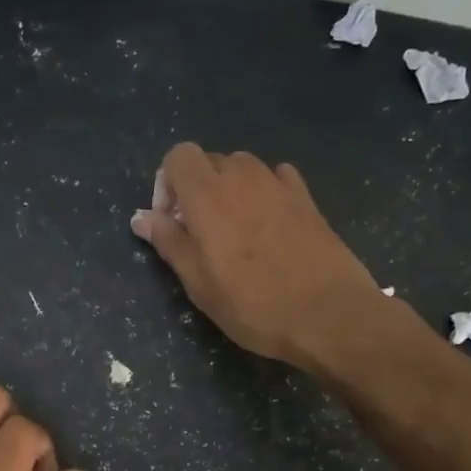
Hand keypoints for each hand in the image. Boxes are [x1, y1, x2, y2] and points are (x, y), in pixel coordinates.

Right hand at [131, 143, 407, 368]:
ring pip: (243, 168)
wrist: (329, 314)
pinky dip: (263, 192)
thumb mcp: (198, 282)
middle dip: (196, 188)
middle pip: (210, 161)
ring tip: (235, 231)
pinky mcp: (307, 198)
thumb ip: (168, 242)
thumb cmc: (253, 304)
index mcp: (208, 194)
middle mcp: (242, 177)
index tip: (172, 221)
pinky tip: (269, 226)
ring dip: (230, 189)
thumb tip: (141, 216)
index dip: (167, 183)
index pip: (179, 156)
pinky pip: (276, 178)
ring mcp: (279, 184)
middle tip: (200, 233)